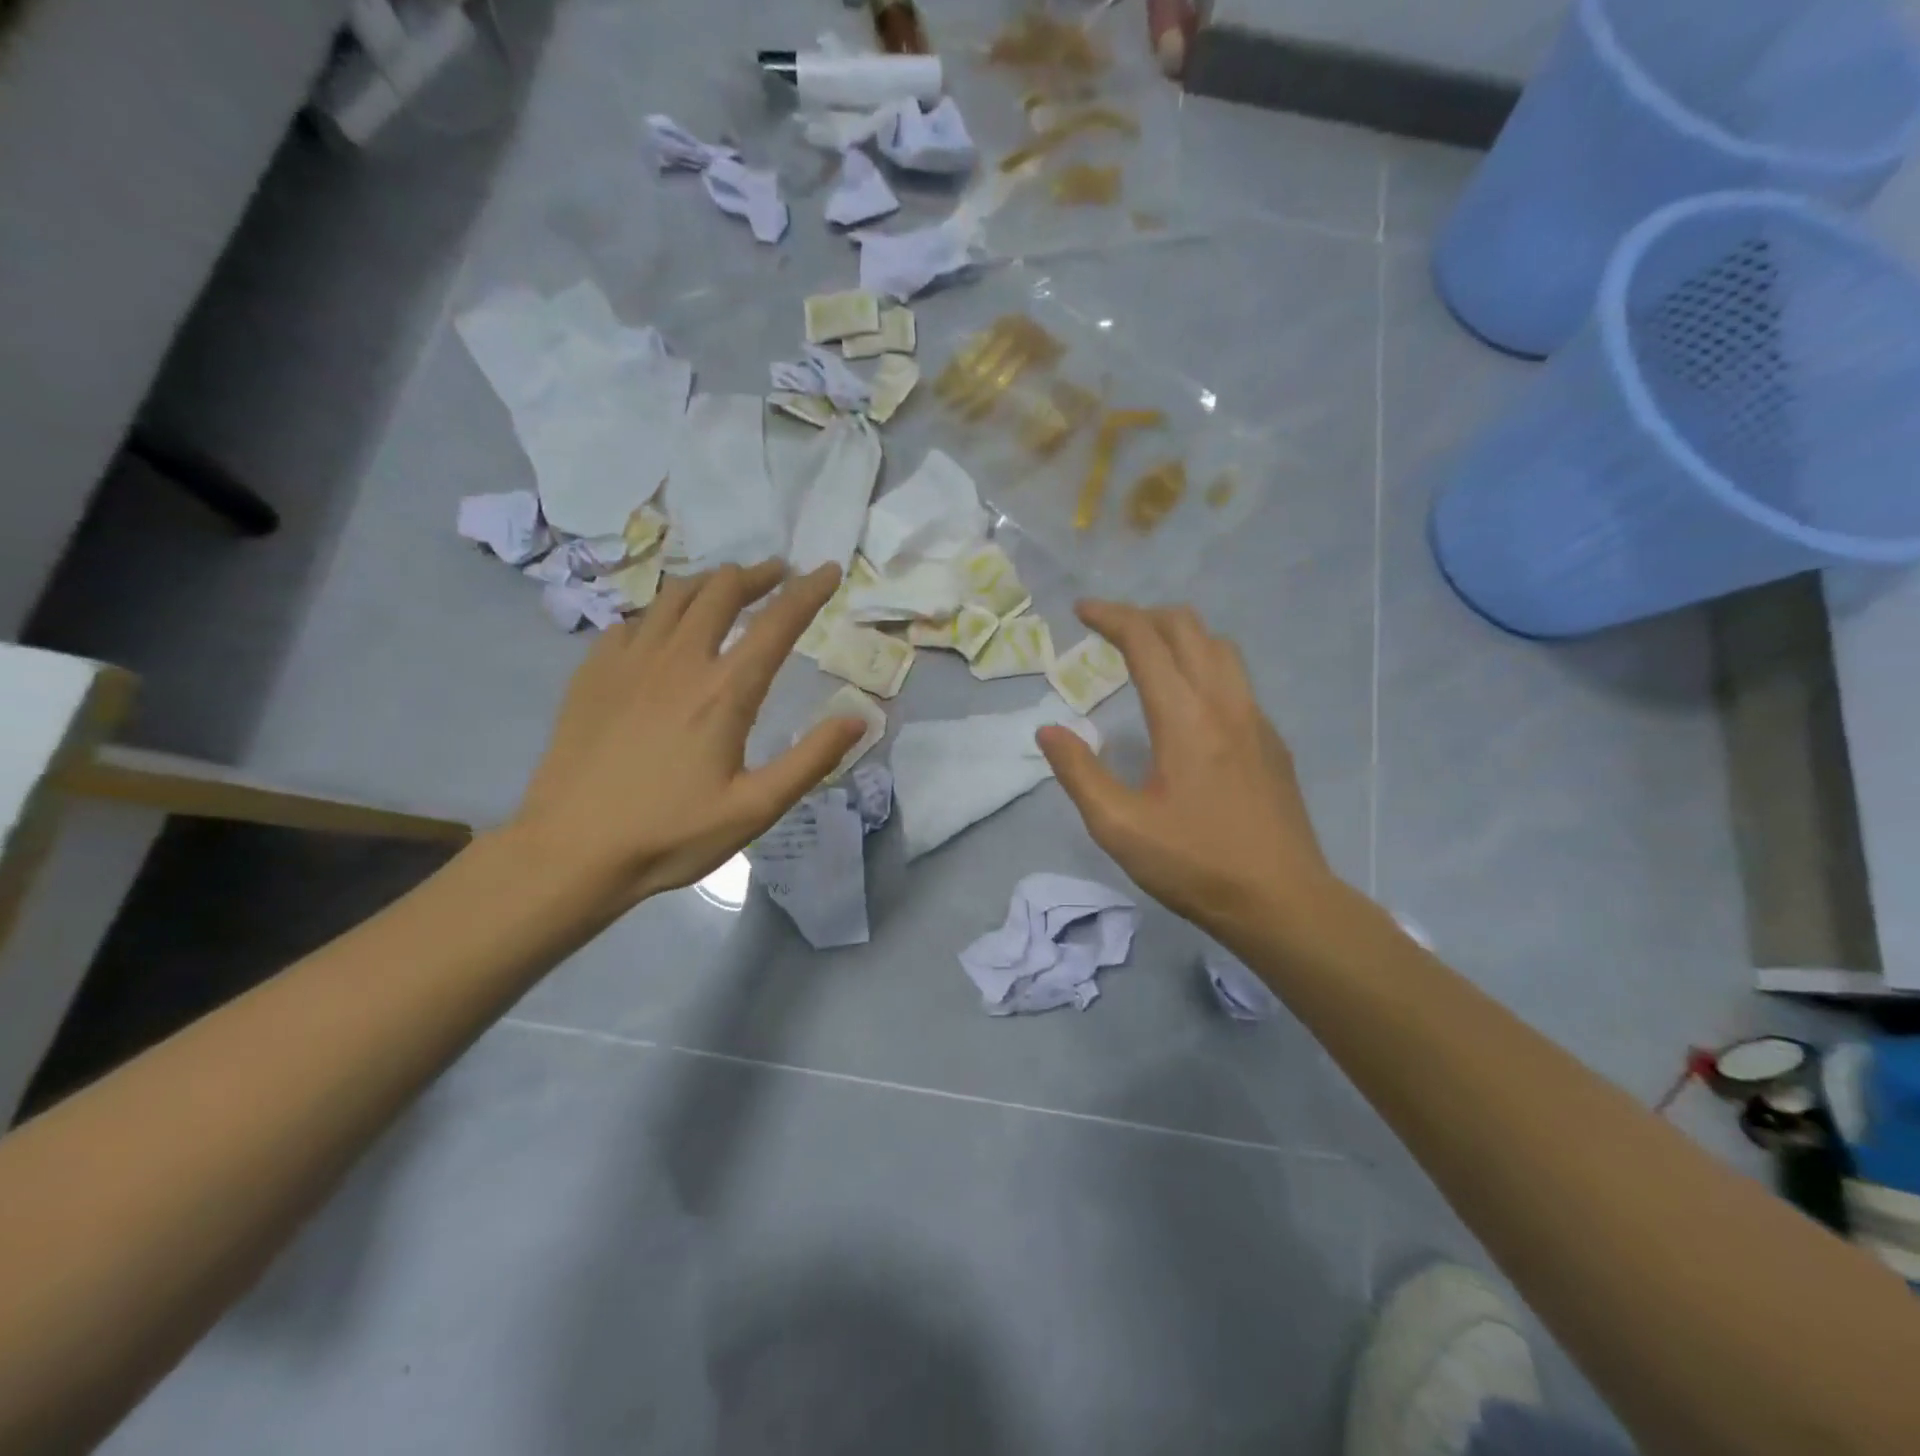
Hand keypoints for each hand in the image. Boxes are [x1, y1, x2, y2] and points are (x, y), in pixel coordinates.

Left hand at [508, 561, 863, 908]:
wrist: (570, 850)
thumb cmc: (671, 834)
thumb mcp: (755, 809)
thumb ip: (811, 760)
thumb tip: (857, 718)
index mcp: (724, 692)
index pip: (777, 623)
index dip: (809, 592)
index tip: (830, 570)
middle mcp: (679, 661)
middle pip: (721, 591)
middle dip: (757, 575)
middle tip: (778, 574)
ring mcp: (629, 661)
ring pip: (675, 596)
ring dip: (710, 584)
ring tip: (728, 588)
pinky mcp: (593, 673)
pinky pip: (635, 620)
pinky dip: (663, 612)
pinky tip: (666, 629)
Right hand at [1035, 600, 1335, 941]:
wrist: (1282, 901)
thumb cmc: (1195, 864)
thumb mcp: (1119, 827)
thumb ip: (1078, 772)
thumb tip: (1047, 729)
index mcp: (1184, 718)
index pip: (1146, 641)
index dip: (1111, 617)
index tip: (1081, 611)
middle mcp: (1225, 703)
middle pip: (1188, 628)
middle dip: (1144, 616)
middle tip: (1110, 630)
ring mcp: (1256, 720)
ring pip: (1220, 648)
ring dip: (1180, 635)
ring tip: (1148, 653)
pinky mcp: (1271, 741)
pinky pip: (1237, 678)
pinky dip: (1204, 664)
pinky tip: (1188, 702)